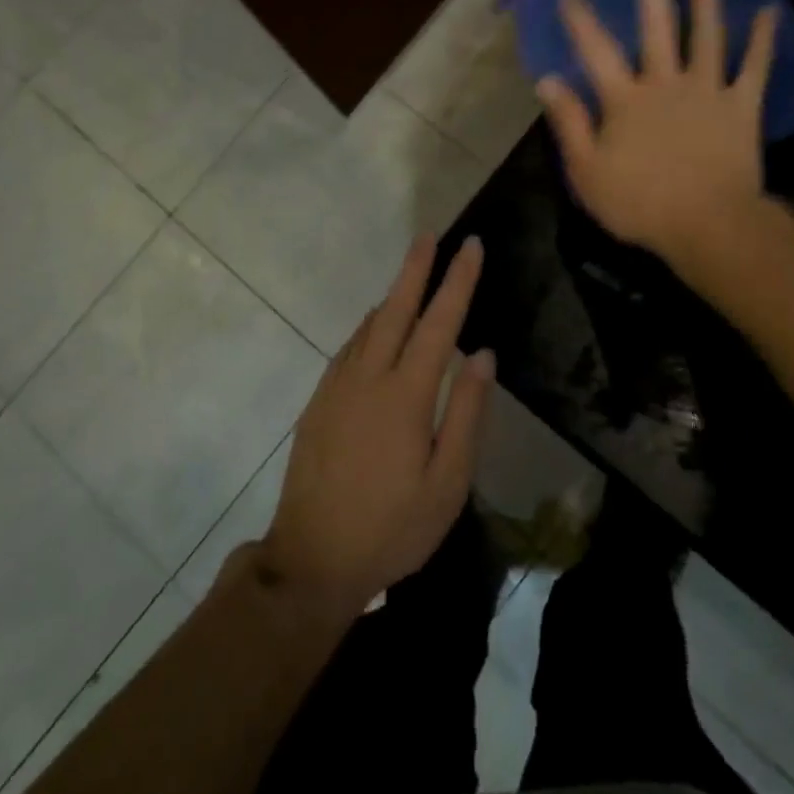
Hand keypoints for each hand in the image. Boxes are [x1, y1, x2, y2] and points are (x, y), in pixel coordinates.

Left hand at [260, 235, 492, 620]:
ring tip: (410, 273)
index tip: (471, 246)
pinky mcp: (319, 402)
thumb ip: (465, 413)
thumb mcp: (446, 483)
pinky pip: (349, 348)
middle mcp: (368, 378)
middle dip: (415, 269)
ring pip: (369, 326)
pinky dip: (368, 326)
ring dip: (392, 295)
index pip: (439, 323)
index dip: (457, 282)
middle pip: (395, 309)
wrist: (312, 559)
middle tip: (430, 235)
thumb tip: (482, 353)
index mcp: (405, 395)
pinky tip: (375, 327)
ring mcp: (337, 387)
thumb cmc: (393, 527)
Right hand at [537, 0, 778, 268]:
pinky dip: (762, 38)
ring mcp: (707, 90)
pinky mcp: (741, 105)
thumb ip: (568, 123)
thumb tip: (547, 81)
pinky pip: (754, 66)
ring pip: (707, 34)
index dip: (581, 22)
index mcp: (625, 100)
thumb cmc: (640, 204)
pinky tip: (768, 9)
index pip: (596, 52)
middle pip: (656, 28)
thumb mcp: (587, 171)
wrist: (708, 225)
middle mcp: (665, 83)